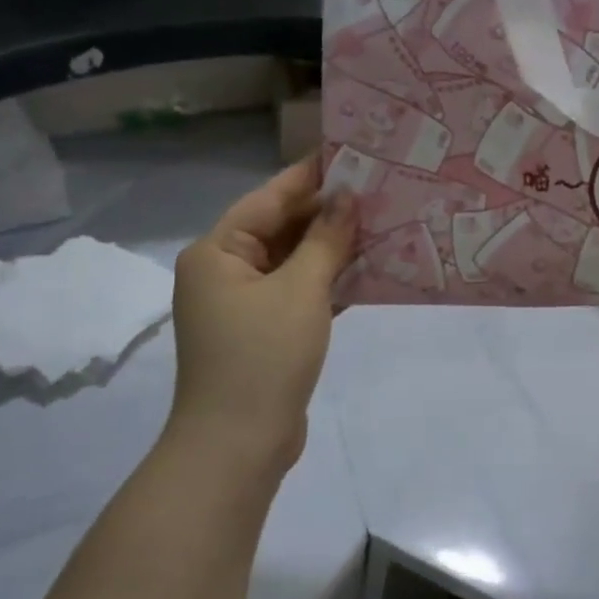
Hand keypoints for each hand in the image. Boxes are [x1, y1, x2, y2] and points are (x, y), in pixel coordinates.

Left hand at [168, 160, 355, 477]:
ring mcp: (243, 304)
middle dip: (327, 212)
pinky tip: (368, 269)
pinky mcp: (264, 331)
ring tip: (381, 222)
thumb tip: (347, 197)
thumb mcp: (301, 289)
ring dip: (332, 246)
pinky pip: (299, 291)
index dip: (310, 176)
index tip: (350, 153)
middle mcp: (224, 271)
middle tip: (377, 189)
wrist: (239, 446)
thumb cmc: (263, 356)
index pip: (269, 198)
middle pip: (280, 227)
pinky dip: (328, 280)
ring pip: (293, 260)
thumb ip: (326, 239)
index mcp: (218, 252)